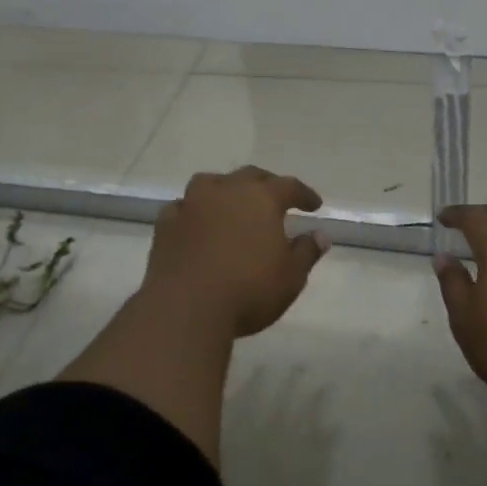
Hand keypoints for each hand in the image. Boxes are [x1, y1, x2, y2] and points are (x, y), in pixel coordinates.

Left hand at [139, 166, 330, 337]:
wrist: (186, 309)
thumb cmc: (248, 290)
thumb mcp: (291, 276)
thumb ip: (306, 252)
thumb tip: (320, 235)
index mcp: (262, 198)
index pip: (289, 186)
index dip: (304, 194)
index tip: (314, 206)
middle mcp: (227, 191)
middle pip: (250, 176)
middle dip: (266, 184)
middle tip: (275, 198)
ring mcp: (192, 204)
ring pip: (211, 183)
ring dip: (225, 190)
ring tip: (232, 203)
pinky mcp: (166, 224)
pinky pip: (183, 207)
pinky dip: (194, 212)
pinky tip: (197, 224)